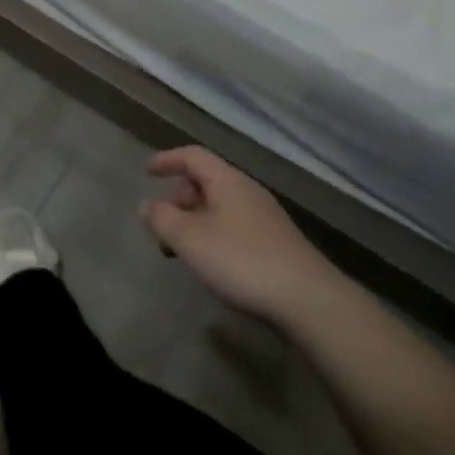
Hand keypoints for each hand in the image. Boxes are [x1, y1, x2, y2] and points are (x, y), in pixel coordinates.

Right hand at [141, 147, 336, 324]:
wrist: (307, 299)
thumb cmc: (241, 260)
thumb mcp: (190, 240)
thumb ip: (162, 219)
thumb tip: (147, 205)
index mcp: (227, 180)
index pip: (193, 156)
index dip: (167, 160)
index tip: (146, 172)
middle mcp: (247, 191)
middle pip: (206, 181)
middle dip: (179, 199)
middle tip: (164, 228)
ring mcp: (265, 216)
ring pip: (220, 206)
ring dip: (196, 221)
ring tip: (184, 251)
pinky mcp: (276, 242)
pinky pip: (235, 226)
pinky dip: (214, 235)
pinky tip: (213, 264)